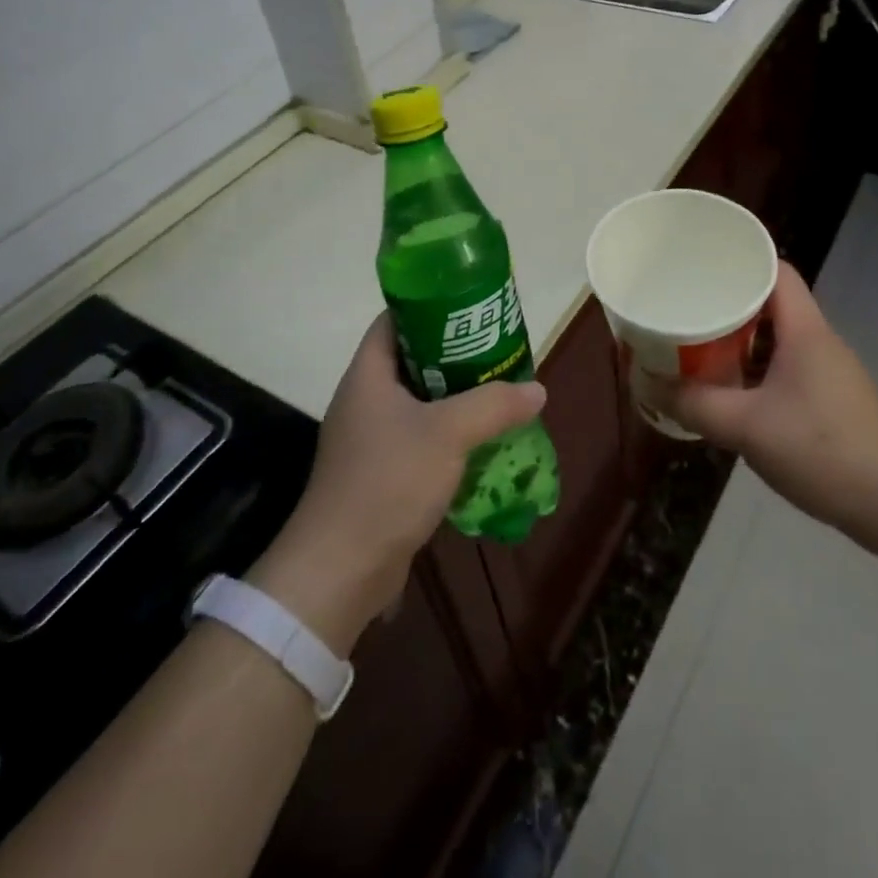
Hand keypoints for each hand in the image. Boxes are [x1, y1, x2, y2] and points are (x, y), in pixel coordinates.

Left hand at [247, 314, 544, 652]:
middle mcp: (364, 400)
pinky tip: (481, 444)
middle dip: (455, 356)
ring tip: (498, 394)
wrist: (340, 569)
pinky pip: (419, 440)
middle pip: (412, 361)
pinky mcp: (379, 474)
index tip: (471, 309)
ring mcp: (369, 440)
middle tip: (497, 353)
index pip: (394, 321)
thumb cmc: (388, 481)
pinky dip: (448, 437)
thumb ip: (494, 405)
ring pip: (419, 404)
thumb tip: (537, 389)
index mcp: (368, 375)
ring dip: (456, 400)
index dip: (430, 307)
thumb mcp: (448, 433)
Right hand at [652, 262, 877, 554]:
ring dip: (738, 341)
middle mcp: (817, 341)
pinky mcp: (827, 400)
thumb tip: (650, 385)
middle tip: (685, 307)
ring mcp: (826, 372)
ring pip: (775, 339)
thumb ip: (695, 405)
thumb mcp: (747, 427)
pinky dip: (752, 370)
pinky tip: (727, 390)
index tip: (699, 265)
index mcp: (804, 330)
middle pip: (770, 303)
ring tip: (695, 344)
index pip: (776, 270)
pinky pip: (782, 369)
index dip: (740, 260)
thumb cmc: (823, 449)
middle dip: (727, 303)